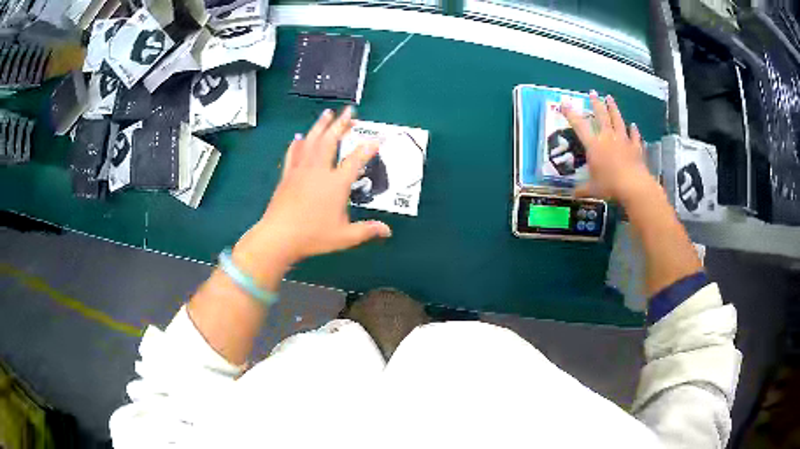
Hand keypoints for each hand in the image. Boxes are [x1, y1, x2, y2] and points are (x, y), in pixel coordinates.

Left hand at [233, 107, 391, 280]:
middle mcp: (318, 171)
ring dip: (320, 126)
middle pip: (330, 141)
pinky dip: (297, 143)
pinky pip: (293, 154)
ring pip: (311, 142)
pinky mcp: (287, 175)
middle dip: (341, 124)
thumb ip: (366, 230)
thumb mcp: (344, 237)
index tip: (377, 138)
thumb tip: (387, 231)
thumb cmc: (313, 236)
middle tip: (349, 111)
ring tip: (327, 113)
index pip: (355, 160)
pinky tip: (299, 137)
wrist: (279, 236)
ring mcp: (301, 171)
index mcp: (335, 184)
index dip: (368, 148)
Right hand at [561, 91, 654, 203]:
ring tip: (609, 98)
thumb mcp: (592, 189)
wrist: (634, 186)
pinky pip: (634, 136)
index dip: (570, 114)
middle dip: (596, 103)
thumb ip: (582, 190)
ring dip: (613, 108)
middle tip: (592, 93)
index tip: (564, 103)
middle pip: (601, 116)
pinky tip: (633, 125)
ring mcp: (623, 141)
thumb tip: (572, 195)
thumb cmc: (610, 186)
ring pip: (617, 120)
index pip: (579, 126)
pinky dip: (634, 130)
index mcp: (594, 145)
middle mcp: (608, 138)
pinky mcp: (635, 148)